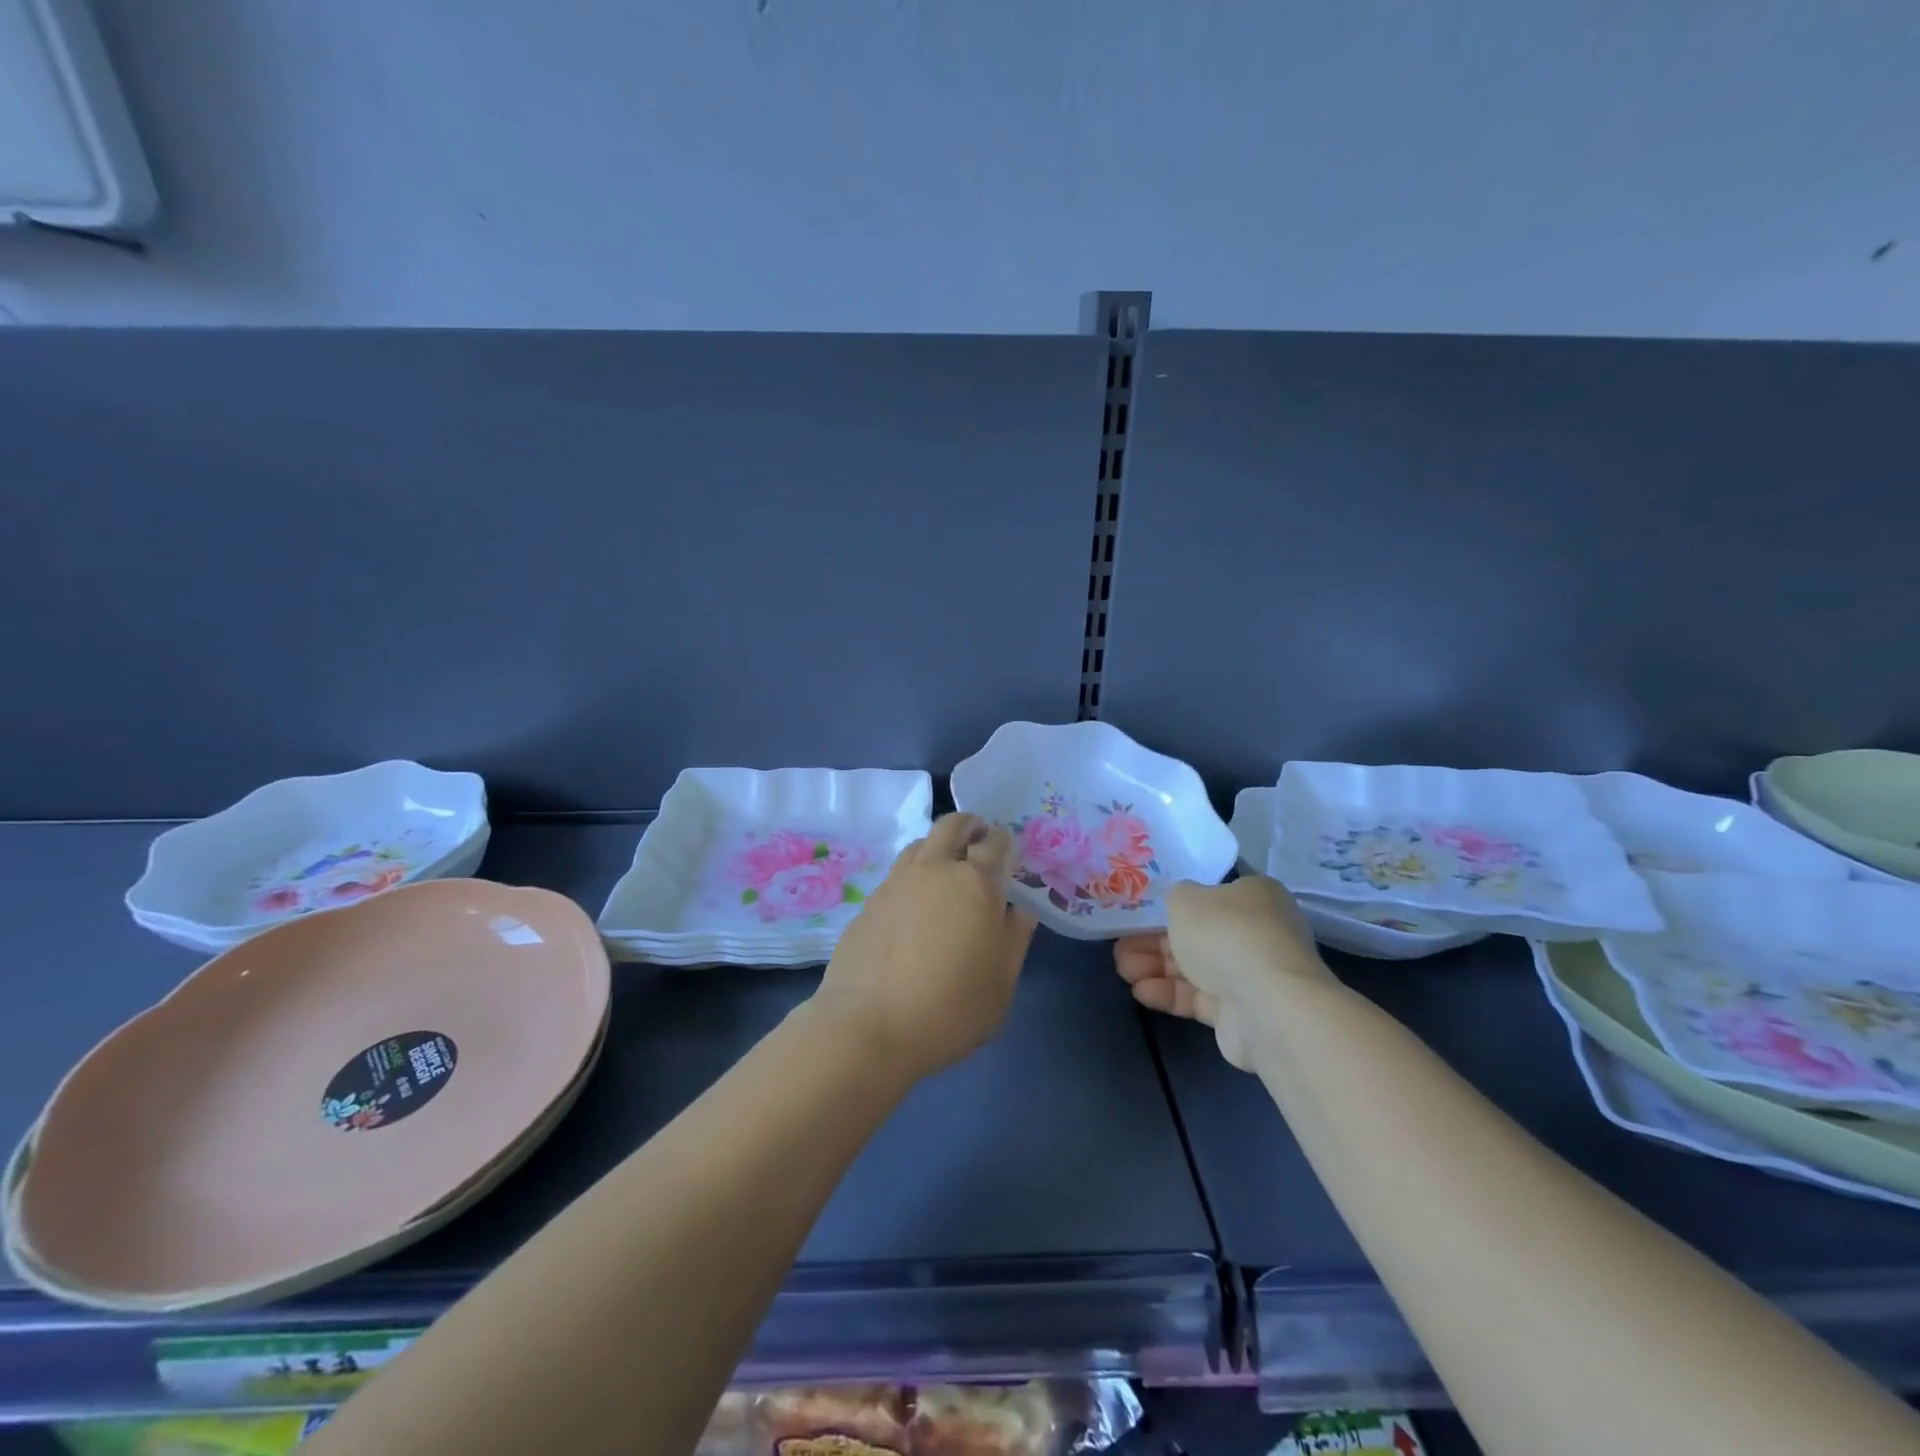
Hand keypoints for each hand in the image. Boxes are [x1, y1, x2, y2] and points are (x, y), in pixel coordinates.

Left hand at [815, 813, 1037, 1082]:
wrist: (867, 1025)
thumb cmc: (949, 1010)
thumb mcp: (1001, 984)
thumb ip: (1014, 938)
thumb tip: (1017, 908)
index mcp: (976, 883)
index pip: (997, 842)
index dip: (1006, 844)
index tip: (1009, 857)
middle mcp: (935, 869)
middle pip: (952, 825)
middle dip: (970, 826)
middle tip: (979, 843)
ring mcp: (896, 881)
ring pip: (921, 844)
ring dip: (938, 847)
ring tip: (945, 873)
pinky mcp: (869, 901)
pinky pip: (897, 874)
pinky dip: (912, 877)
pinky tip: (913, 908)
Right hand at [1114, 875, 1331, 1069]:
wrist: (1265, 1004)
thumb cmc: (1225, 933)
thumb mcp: (1185, 898)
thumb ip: (1175, 897)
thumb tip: (1179, 905)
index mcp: (1254, 896)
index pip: (1211, 895)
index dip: (1174, 904)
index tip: (1141, 913)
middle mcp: (1257, 932)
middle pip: (1197, 934)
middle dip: (1154, 940)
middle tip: (1120, 945)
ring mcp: (1251, 974)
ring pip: (1194, 967)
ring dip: (1155, 967)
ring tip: (1122, 970)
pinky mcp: (1239, 1012)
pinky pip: (1198, 997)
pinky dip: (1169, 993)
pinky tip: (1139, 992)